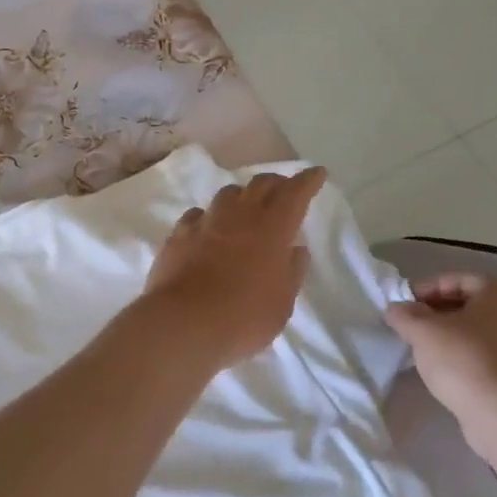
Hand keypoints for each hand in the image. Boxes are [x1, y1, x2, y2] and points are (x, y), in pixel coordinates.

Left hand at [141, 167, 327, 371]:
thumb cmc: (243, 318)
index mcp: (272, 229)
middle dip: (276, 183)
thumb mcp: (282, 303)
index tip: (317, 173)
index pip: (295, 193)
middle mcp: (239, 216)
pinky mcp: (179, 235)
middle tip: (283, 191)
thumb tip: (296, 249)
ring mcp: (206, 222)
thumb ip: (292, 272)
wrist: (183, 324)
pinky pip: (197, 214)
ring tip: (245, 208)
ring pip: (227, 194)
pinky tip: (208, 228)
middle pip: (260, 184)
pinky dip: (209, 217)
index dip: (308, 181)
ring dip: (242, 196)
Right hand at [385, 274, 496, 431]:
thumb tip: (394, 309)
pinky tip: (433, 366)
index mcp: (494, 293)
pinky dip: (453, 354)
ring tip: (416, 345)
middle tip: (407, 324)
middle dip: (432, 311)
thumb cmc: (460, 357)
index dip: (426, 288)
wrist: (496, 411)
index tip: (404, 304)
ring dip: (441, 334)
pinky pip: (474, 352)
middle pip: (462, 303)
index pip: (454, 279)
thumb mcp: (422, 329)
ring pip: (467, 330)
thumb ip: (404, 314)